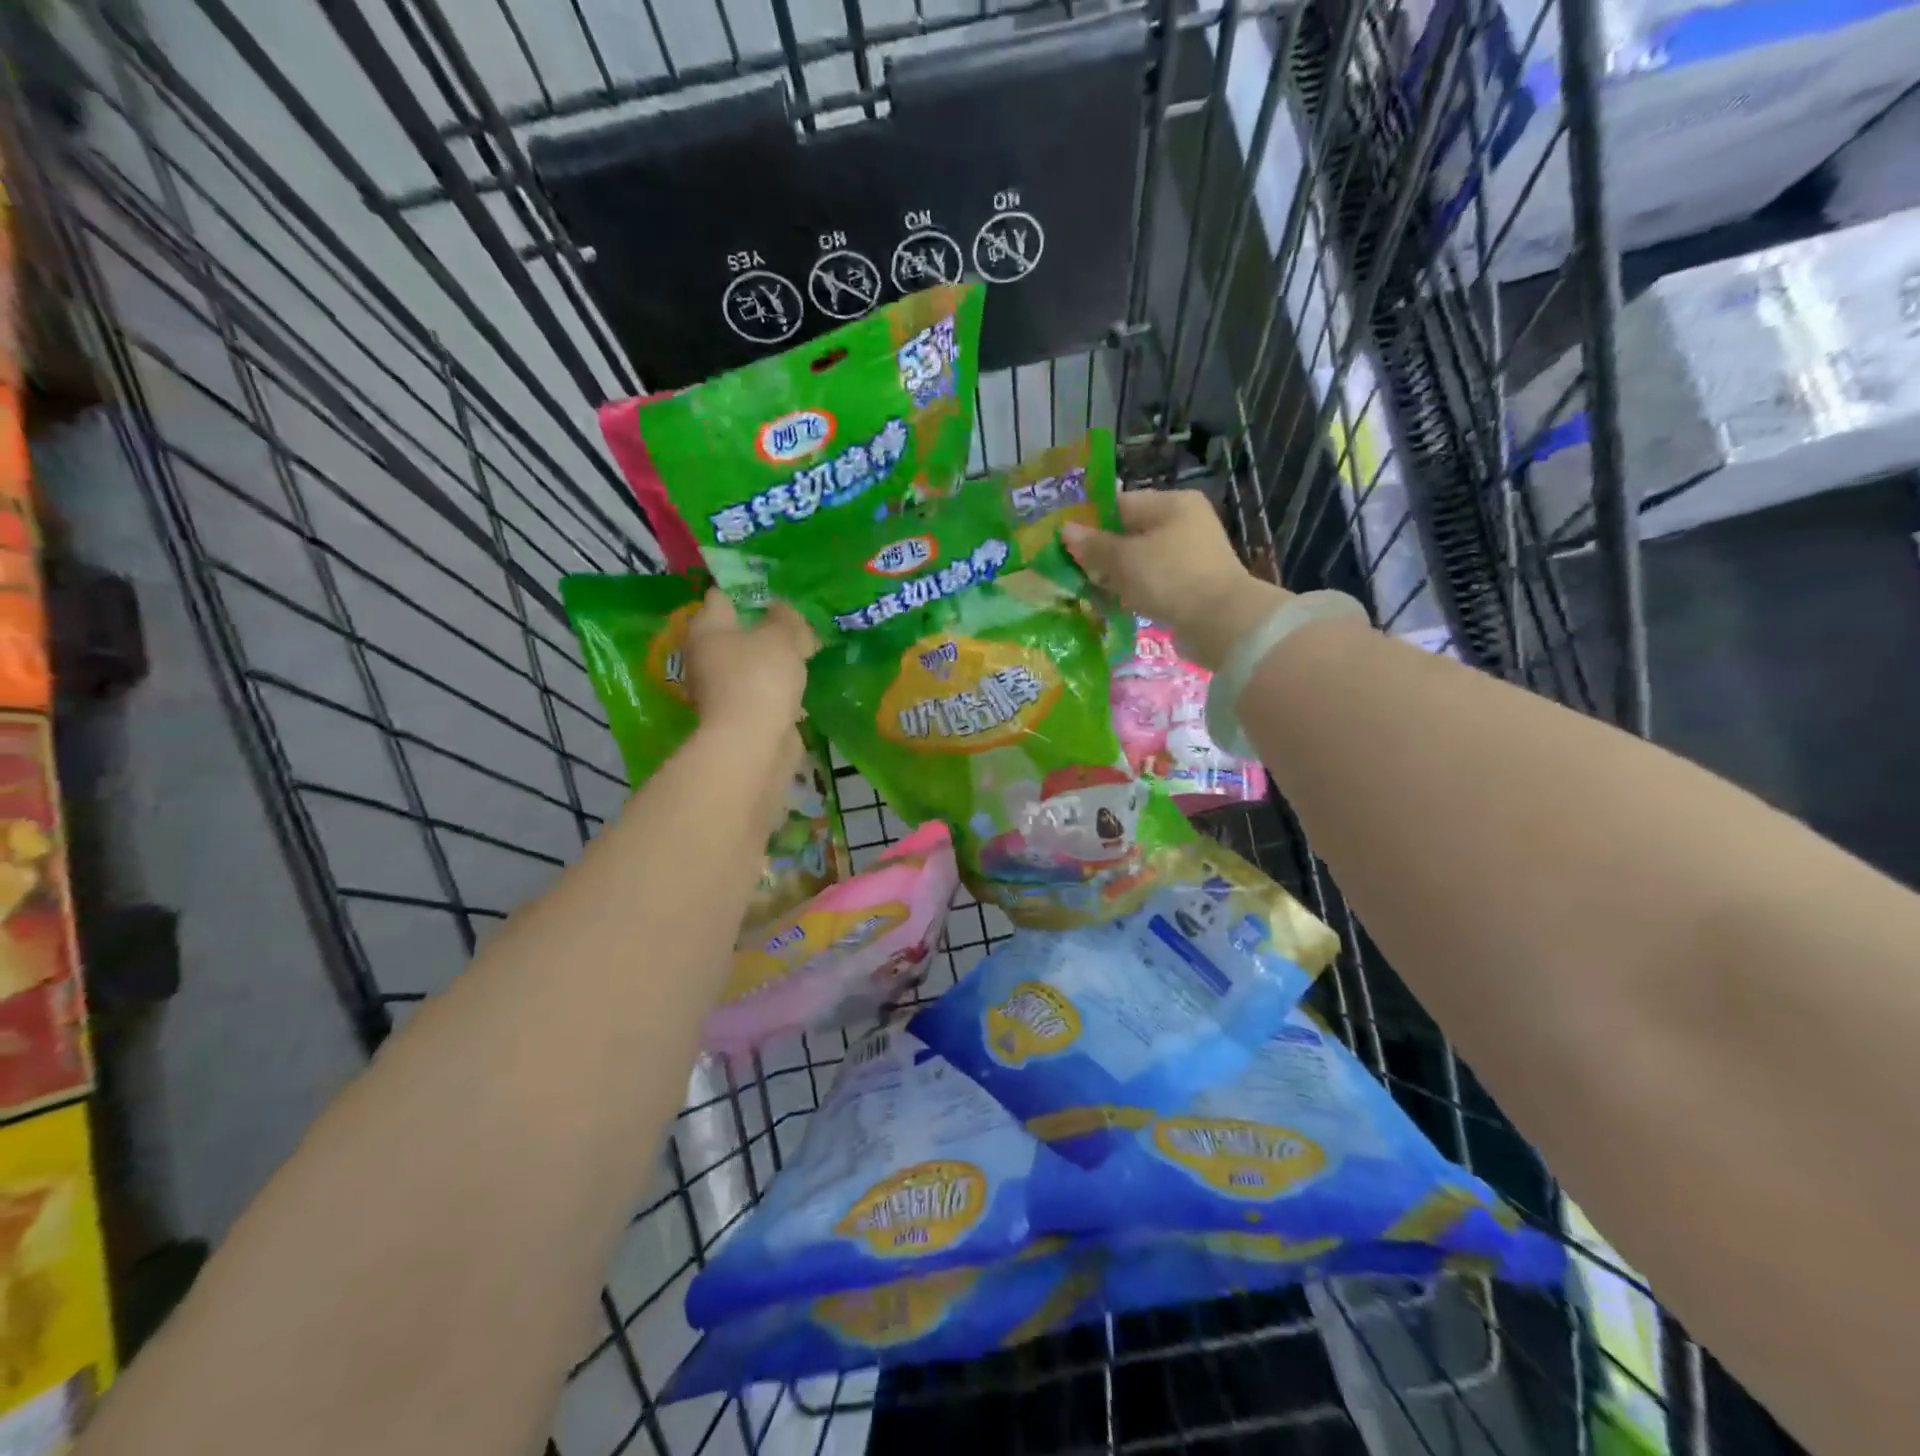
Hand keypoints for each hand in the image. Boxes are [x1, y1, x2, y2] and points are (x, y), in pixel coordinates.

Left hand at [683, 590, 816, 733]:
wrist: (753, 744)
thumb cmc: (759, 678)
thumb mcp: (780, 637)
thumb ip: (785, 618)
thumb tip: (781, 608)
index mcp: (707, 629)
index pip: (721, 597)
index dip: (747, 589)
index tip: (776, 590)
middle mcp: (706, 657)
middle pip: (736, 632)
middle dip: (764, 627)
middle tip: (797, 622)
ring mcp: (721, 689)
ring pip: (750, 663)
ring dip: (772, 659)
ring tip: (805, 651)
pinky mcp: (739, 715)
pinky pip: (761, 690)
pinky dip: (777, 686)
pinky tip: (800, 683)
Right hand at [1061, 490, 1289, 670]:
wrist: (1220, 622)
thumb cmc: (1169, 577)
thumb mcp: (1124, 559)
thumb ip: (1093, 545)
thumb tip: (1066, 530)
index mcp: (1172, 503)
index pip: (1121, 503)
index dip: (1091, 522)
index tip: (1066, 543)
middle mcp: (1185, 522)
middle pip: (1131, 532)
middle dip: (1103, 551)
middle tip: (1075, 570)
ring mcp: (1191, 554)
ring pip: (1141, 559)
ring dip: (1117, 574)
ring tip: (1091, 589)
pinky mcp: (1192, 583)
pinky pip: (1154, 580)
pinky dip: (1135, 589)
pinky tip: (1117, 603)